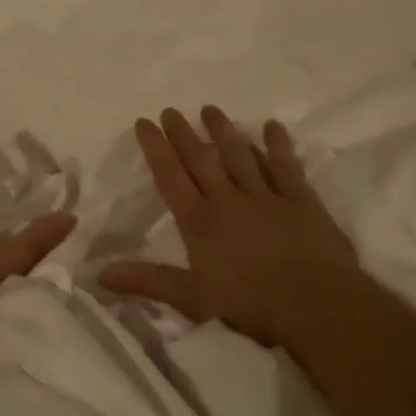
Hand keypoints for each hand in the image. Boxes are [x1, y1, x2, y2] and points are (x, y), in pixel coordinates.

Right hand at [100, 107, 362, 346]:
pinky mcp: (300, 200)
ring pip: (239, 155)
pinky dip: (278, 145)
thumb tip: (100, 274)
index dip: (155, 148)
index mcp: (199, 222)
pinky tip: (273, 126)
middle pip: (201, 160)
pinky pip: (286, 166)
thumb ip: (148, 281)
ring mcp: (265, 197)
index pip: (170, 177)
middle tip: (171, 110)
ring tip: (210, 109)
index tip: (144, 122)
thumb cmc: (250, 306)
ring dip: (223, 131)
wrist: (315, 306)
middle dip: (183, 134)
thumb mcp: (192, 299)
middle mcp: (228, 200)